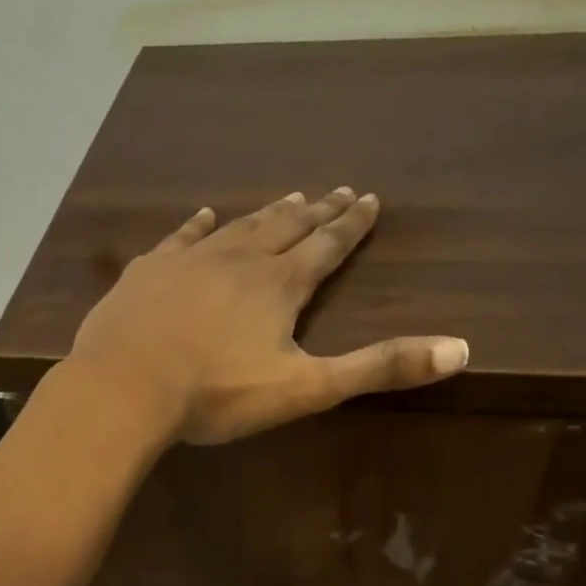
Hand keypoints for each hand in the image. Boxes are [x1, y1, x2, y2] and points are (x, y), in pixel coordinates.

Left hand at [67, 189, 468, 445]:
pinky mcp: (148, 272)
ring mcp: (189, 260)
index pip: (327, 247)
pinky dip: (197, 225)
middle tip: (338, 192)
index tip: (370, 199)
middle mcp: (239, 259)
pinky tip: (204, 215)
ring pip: (238, 227)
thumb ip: (377, 368)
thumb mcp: (304, 389)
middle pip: (287, 228)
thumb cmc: (216, 393)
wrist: (125, 387)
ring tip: (290, 198)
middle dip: (317, 212)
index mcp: (279, 285)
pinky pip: (180, 238)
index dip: (352, 225)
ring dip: (267, 214)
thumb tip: (460, 349)